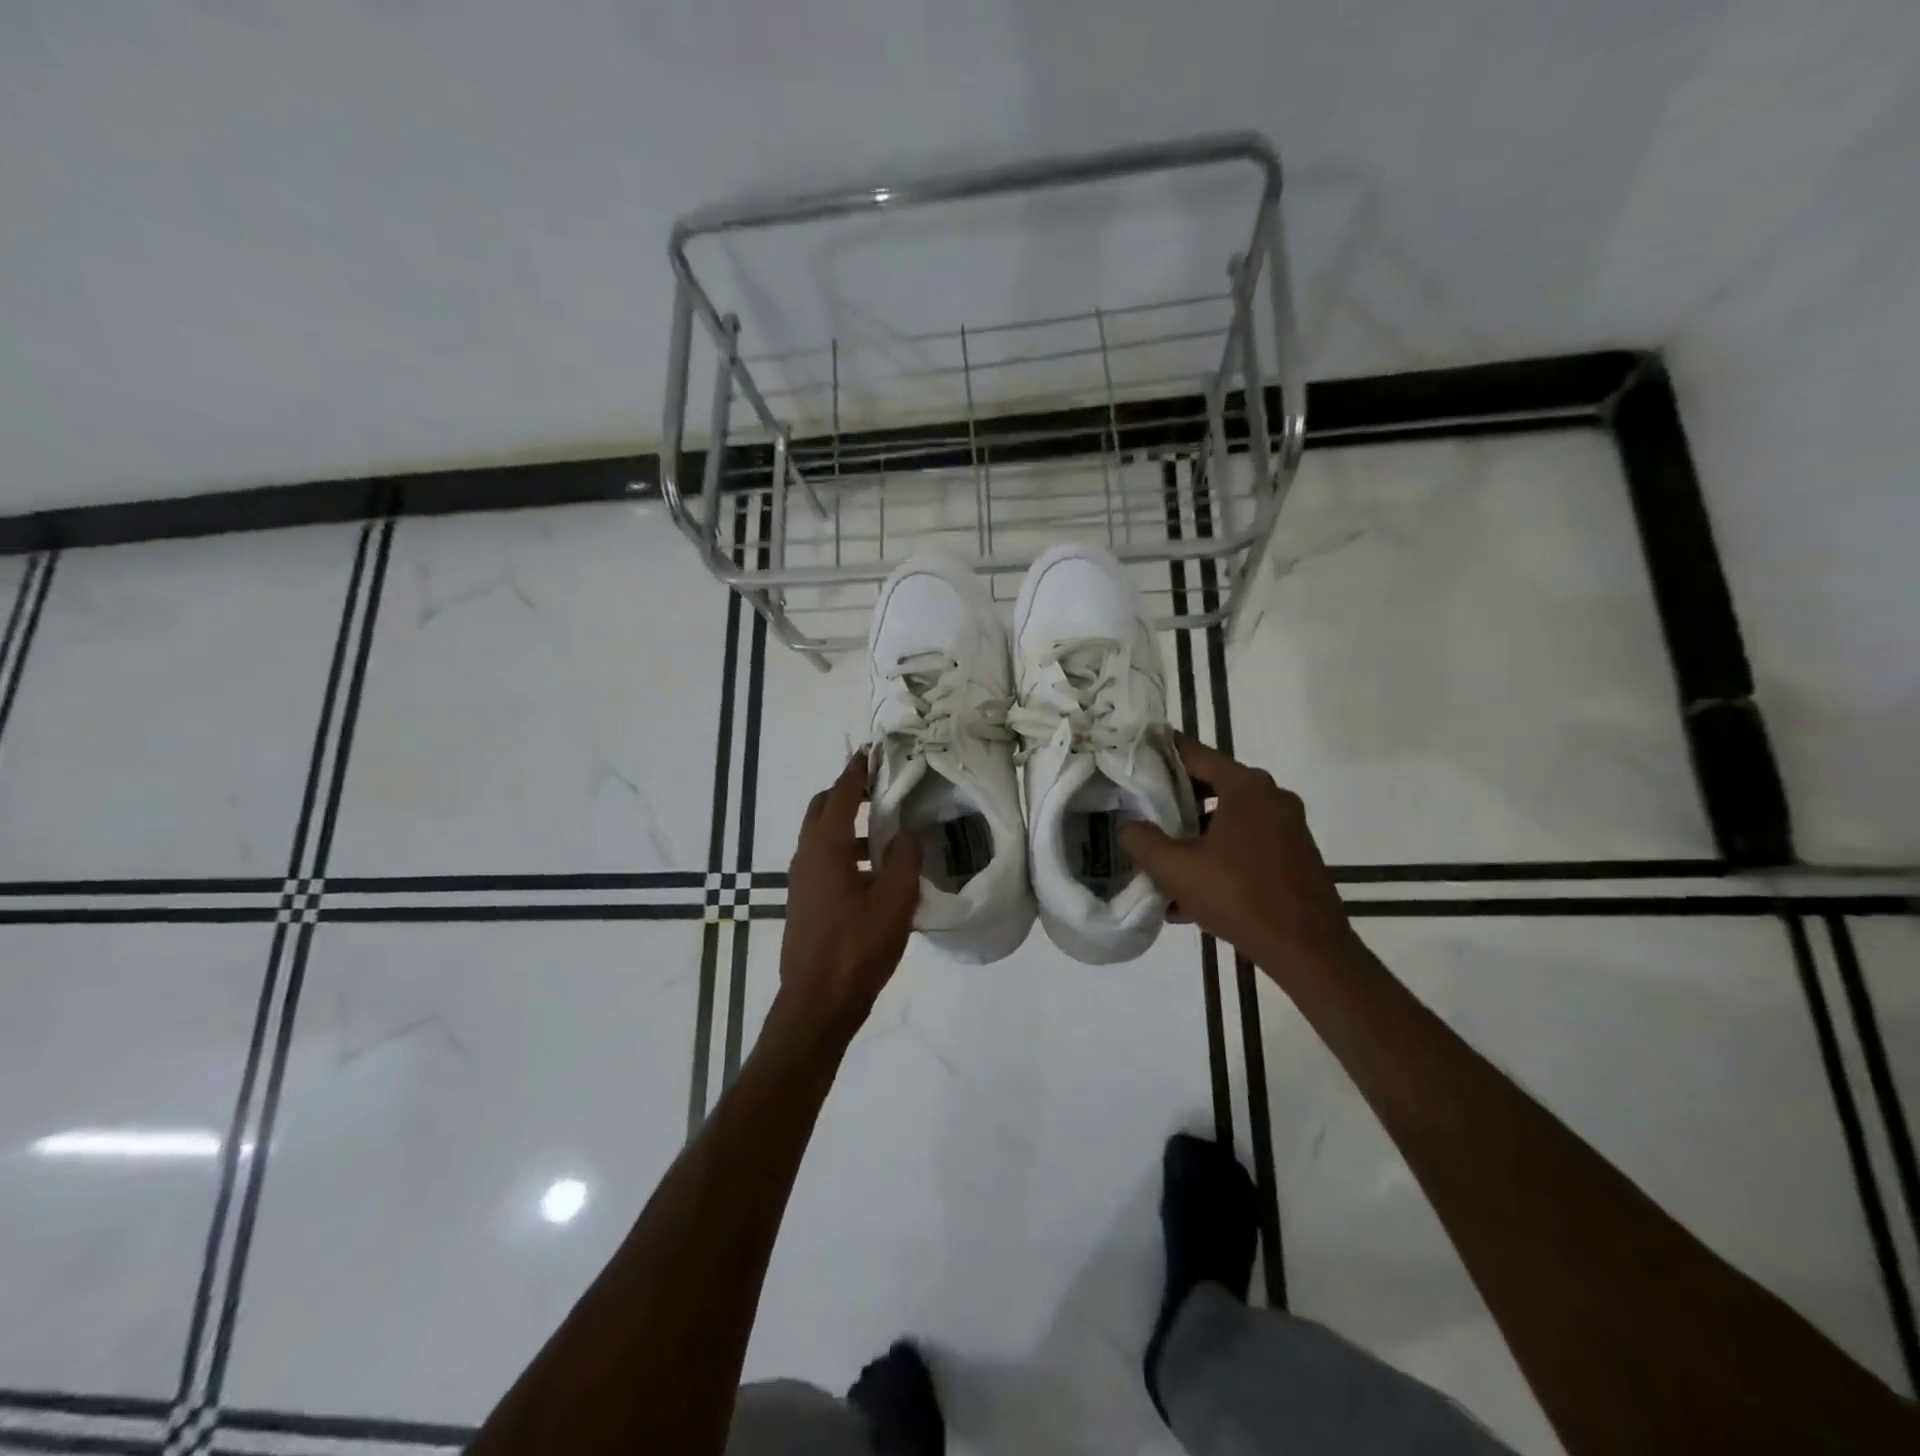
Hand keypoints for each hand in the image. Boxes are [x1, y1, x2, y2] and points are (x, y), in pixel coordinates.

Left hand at [775, 753, 921, 1046]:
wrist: (817, 1002)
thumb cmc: (857, 947)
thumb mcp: (894, 901)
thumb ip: (904, 860)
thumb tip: (908, 832)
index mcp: (826, 848)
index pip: (841, 794)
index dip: (856, 771)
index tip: (871, 752)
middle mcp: (807, 856)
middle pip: (822, 809)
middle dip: (848, 793)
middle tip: (881, 789)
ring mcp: (801, 880)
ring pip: (820, 836)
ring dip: (847, 825)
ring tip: (885, 832)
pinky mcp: (804, 901)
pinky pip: (822, 860)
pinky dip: (844, 851)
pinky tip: (873, 873)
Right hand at [1121, 733, 1359, 978]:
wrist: (1307, 950)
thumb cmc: (1238, 896)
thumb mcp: (1175, 869)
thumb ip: (1141, 840)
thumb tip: (1126, 825)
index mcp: (1246, 787)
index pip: (1195, 754)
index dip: (1162, 753)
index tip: (1135, 756)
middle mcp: (1272, 797)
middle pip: (1213, 784)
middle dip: (1176, 799)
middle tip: (1142, 809)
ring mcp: (1288, 827)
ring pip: (1229, 817)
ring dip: (1196, 833)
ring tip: (1163, 857)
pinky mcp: (1294, 855)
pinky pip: (1246, 842)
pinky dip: (1219, 854)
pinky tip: (1191, 890)